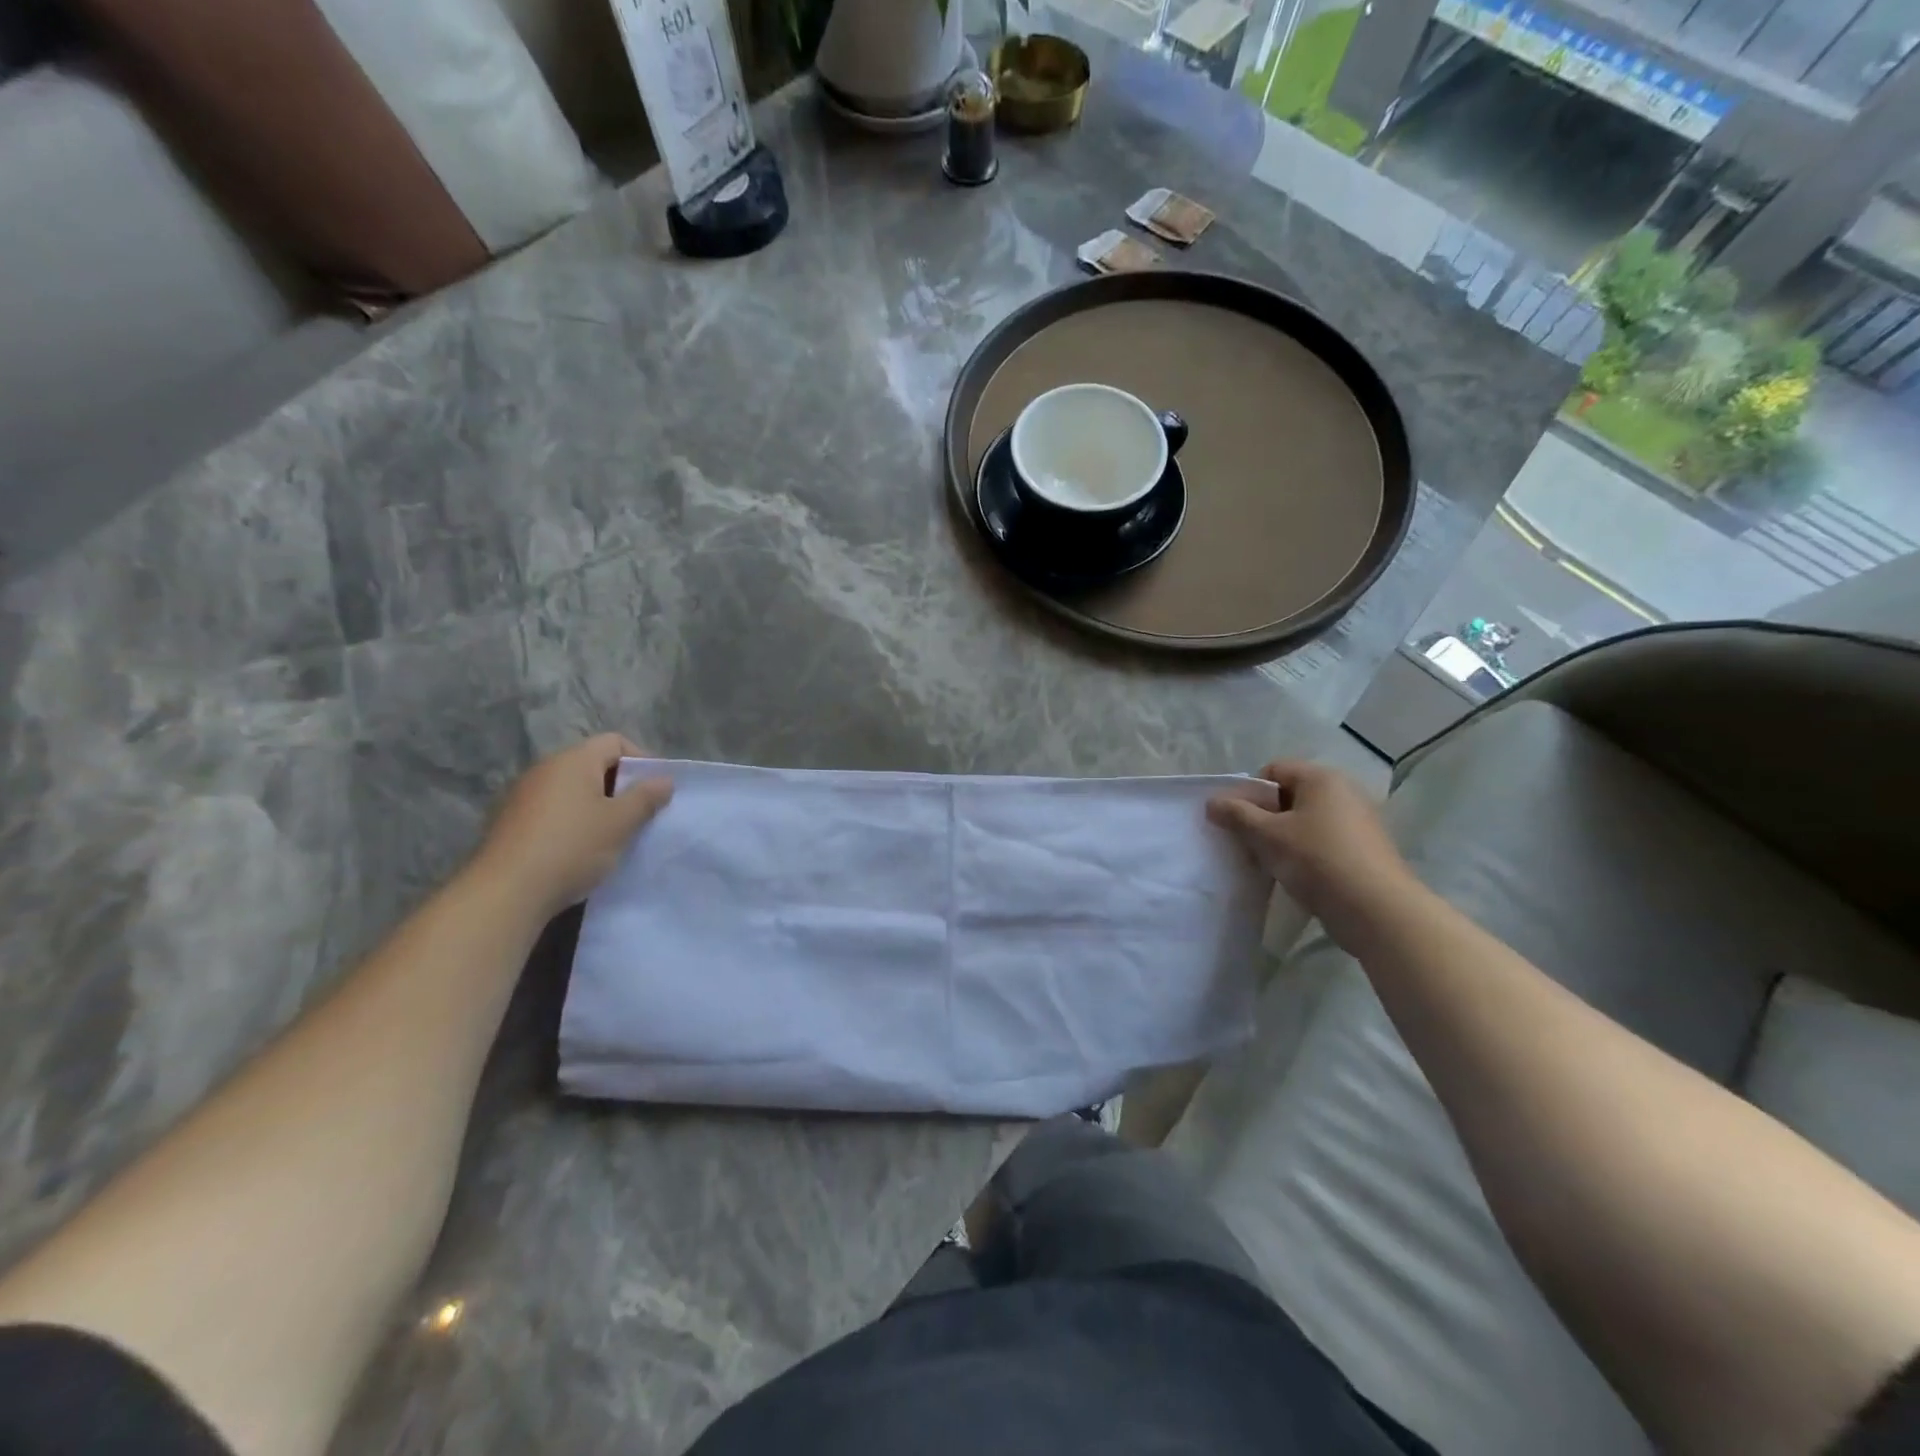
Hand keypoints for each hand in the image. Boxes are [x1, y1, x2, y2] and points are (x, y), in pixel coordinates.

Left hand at [472, 734, 673, 919]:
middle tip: (639, 815)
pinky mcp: (510, 822)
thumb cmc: (572, 848)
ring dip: (597, 807)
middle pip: (593, 765)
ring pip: (573, 790)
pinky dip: (573, 822)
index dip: (642, 760)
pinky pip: (553, 811)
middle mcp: (545, 769)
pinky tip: (580, 850)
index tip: (655, 790)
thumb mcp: (620, 823)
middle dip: (620, 786)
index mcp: (573, 761)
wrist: (506, 893)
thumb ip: (646, 797)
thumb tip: (665, 780)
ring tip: (612, 836)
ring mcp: (523, 795)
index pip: (615, 742)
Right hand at [1207, 760, 1417, 947]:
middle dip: (1266, 817)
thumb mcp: (1267, 835)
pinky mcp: (1366, 848)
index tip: (1240, 821)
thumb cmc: (1316, 860)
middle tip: (1251, 843)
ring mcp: (1360, 820)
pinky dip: (1306, 851)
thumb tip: (1212, 802)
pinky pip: (1325, 839)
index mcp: (1322, 778)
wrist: (1375, 909)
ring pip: (1307, 820)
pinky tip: (1298, 875)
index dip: (1250, 792)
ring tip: (1272, 862)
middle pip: (1290, 795)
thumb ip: (1236, 815)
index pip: (1274, 770)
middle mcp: (1345, 791)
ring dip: (1284, 837)